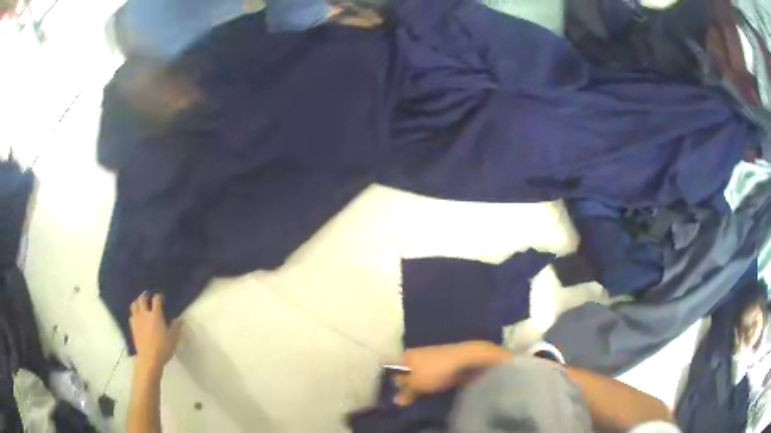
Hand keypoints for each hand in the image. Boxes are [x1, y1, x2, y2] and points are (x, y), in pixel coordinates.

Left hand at [129, 292, 181, 374]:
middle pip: (142, 299)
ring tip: (141, 304)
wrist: (149, 358)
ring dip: (138, 302)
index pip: (156, 300)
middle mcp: (145, 314)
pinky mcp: (132, 326)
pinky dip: (134, 313)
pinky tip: (137, 317)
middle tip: (149, 295)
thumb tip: (179, 319)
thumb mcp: (173, 339)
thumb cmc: (163, 348)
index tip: (162, 298)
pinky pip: (131, 315)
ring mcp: (137, 319)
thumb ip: (176, 327)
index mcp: (156, 315)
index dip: (159, 296)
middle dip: (146, 295)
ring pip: (134, 305)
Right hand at [393, 342, 504, 405]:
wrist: (466, 359)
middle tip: (406, 399)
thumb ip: (405, 392)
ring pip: (421, 374)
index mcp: (407, 355)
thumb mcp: (417, 385)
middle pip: (408, 372)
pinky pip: (433, 375)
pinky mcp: (445, 363)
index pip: (394, 368)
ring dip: (421, 385)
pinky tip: (434, 391)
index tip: (394, 394)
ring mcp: (432, 358)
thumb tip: (394, 400)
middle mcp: (417, 354)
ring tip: (420, 398)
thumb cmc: (436, 371)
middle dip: (408, 384)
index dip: (393, 381)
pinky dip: (432, 383)